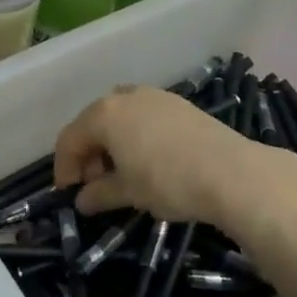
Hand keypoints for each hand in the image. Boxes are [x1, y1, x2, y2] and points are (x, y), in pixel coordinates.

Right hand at [52, 86, 289, 229]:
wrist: (231, 172)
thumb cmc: (168, 181)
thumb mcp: (128, 193)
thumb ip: (99, 194)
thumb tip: (82, 201)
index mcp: (104, 114)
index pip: (70, 139)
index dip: (64, 167)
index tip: (68, 194)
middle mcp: (125, 96)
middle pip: (94, 123)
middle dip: (89, 155)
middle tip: (95, 186)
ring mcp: (154, 96)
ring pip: (120, 118)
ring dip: (112, 145)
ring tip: (123, 175)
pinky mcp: (179, 104)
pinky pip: (144, 117)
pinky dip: (136, 137)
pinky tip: (149, 161)